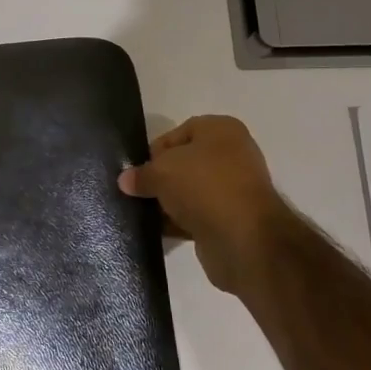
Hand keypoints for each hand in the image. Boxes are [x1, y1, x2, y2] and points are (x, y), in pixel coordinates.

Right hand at [119, 115, 284, 293]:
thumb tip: (126, 181)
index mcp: (221, 130)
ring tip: (141, 213)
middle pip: (184, 163)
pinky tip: (157, 230)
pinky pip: (198, 216)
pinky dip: (179, 222)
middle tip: (136, 192)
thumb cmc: (204, 186)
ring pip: (190, 191)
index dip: (154, 151)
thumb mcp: (161, 172)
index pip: (178, 133)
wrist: (244, 239)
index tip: (136, 171)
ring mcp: (234, 189)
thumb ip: (141, 174)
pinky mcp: (232, 220)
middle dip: (160, 178)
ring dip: (168, 202)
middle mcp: (232, 155)